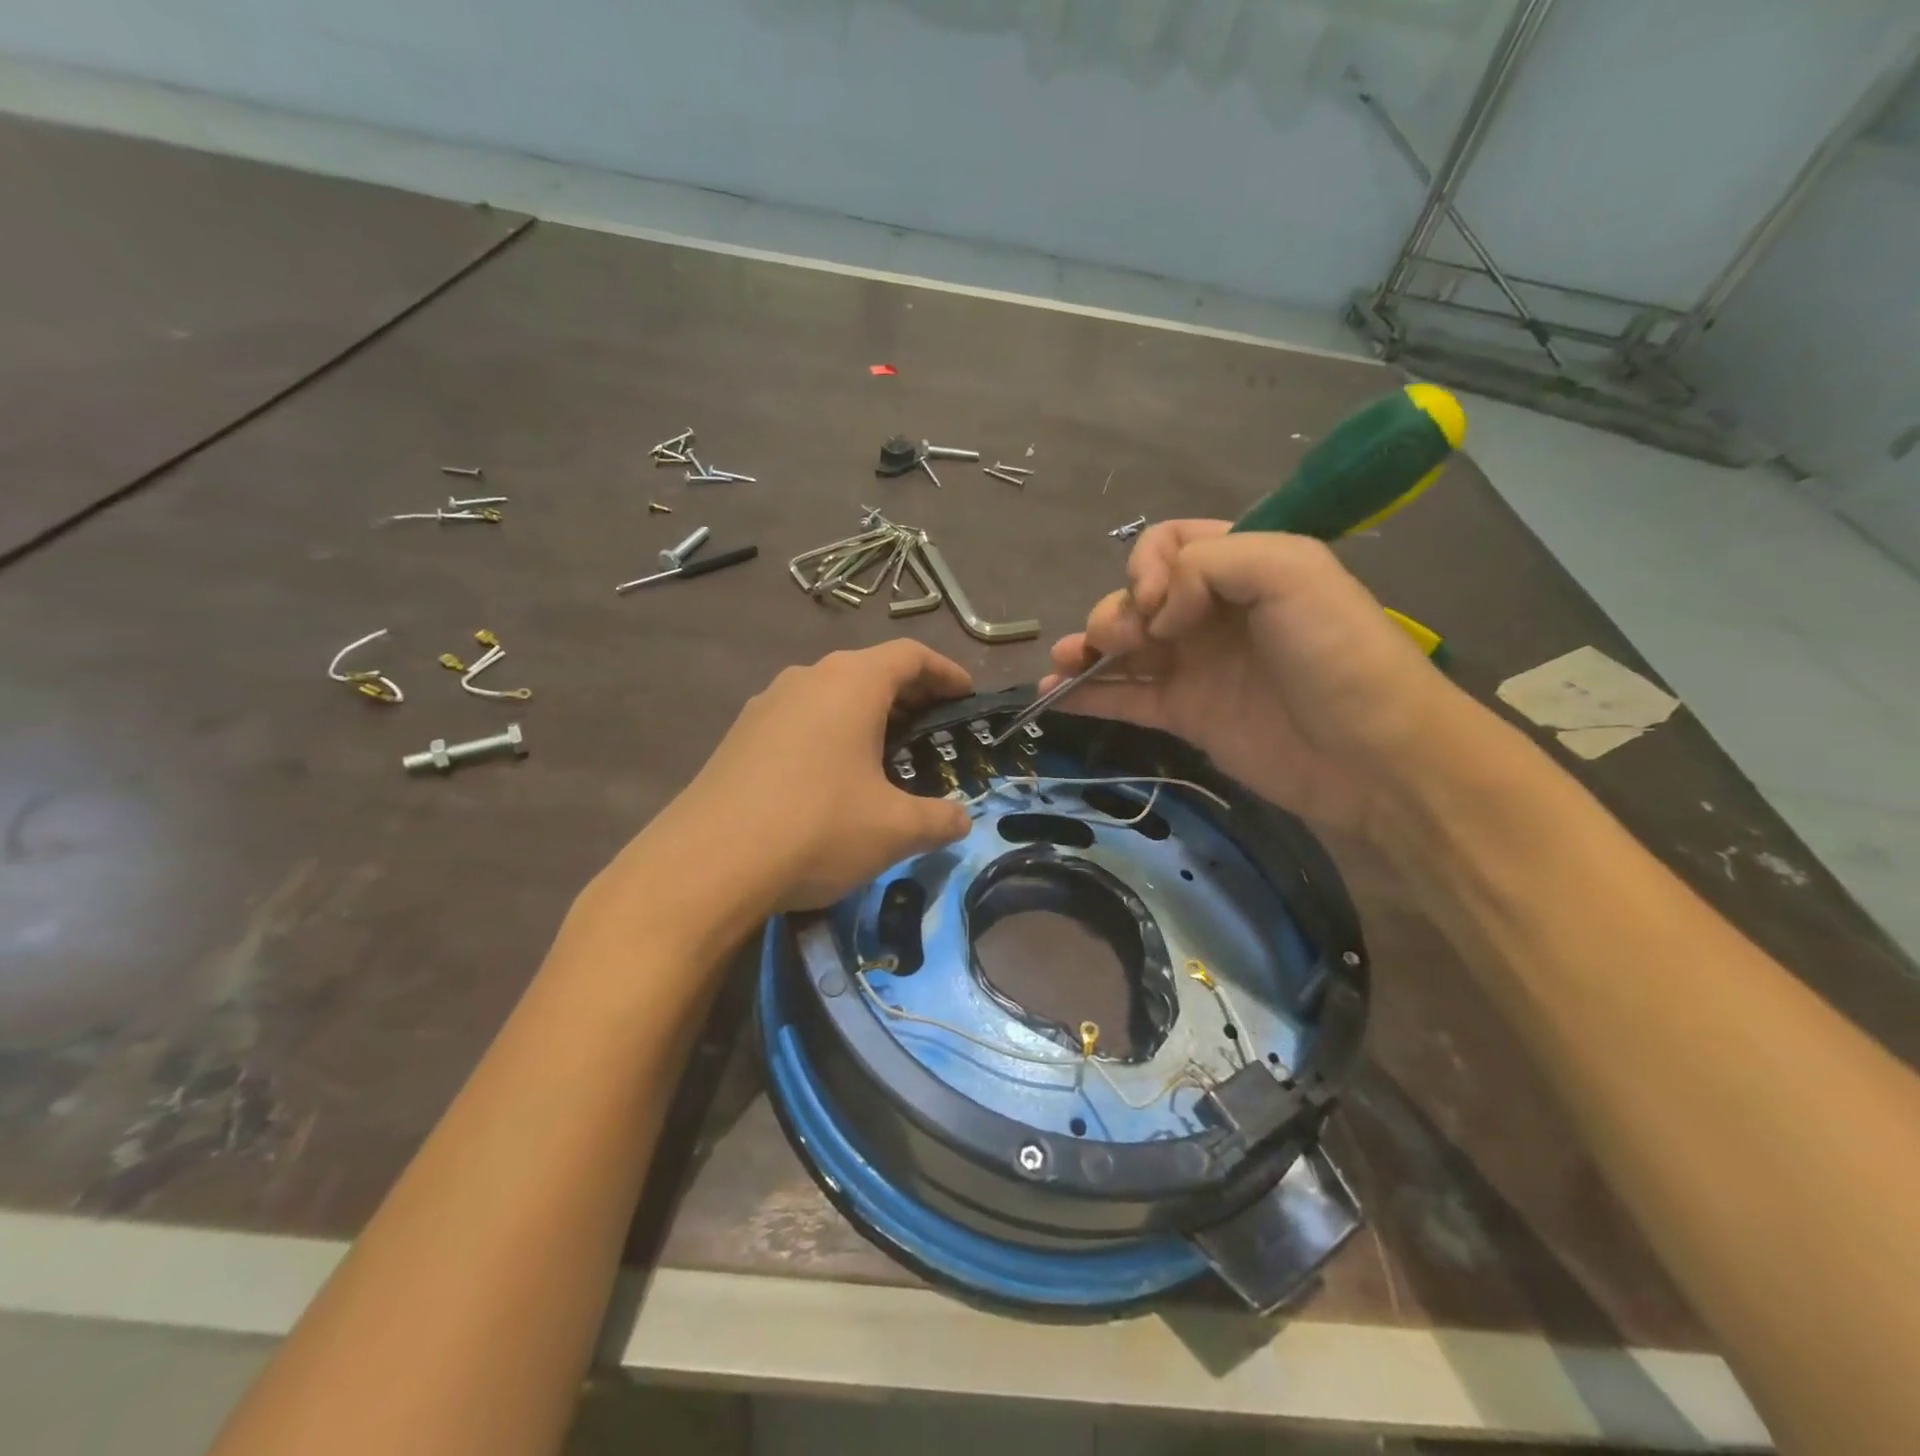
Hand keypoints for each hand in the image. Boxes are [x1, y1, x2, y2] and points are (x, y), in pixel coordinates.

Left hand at [653, 641, 973, 910]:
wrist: (706, 864)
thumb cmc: (817, 828)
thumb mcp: (894, 829)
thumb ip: (939, 819)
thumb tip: (961, 820)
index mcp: (851, 683)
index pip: (910, 656)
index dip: (945, 672)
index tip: (967, 695)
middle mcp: (806, 679)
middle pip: (869, 670)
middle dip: (907, 695)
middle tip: (932, 728)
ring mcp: (765, 705)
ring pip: (829, 694)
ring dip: (864, 715)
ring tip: (884, 753)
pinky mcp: (739, 736)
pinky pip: (798, 720)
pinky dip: (828, 734)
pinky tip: (831, 777)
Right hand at [1044, 521, 1457, 836]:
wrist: (1371, 756)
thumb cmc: (1336, 654)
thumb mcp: (1289, 571)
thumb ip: (1209, 563)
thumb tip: (1156, 613)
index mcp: (1240, 566)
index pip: (1169, 543)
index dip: (1149, 566)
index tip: (1159, 602)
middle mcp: (1212, 612)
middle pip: (1137, 596)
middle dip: (1117, 611)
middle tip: (1126, 640)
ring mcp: (1195, 666)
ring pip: (1123, 647)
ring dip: (1085, 647)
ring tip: (1064, 663)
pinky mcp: (1185, 715)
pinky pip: (1124, 698)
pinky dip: (1086, 694)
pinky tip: (1053, 696)